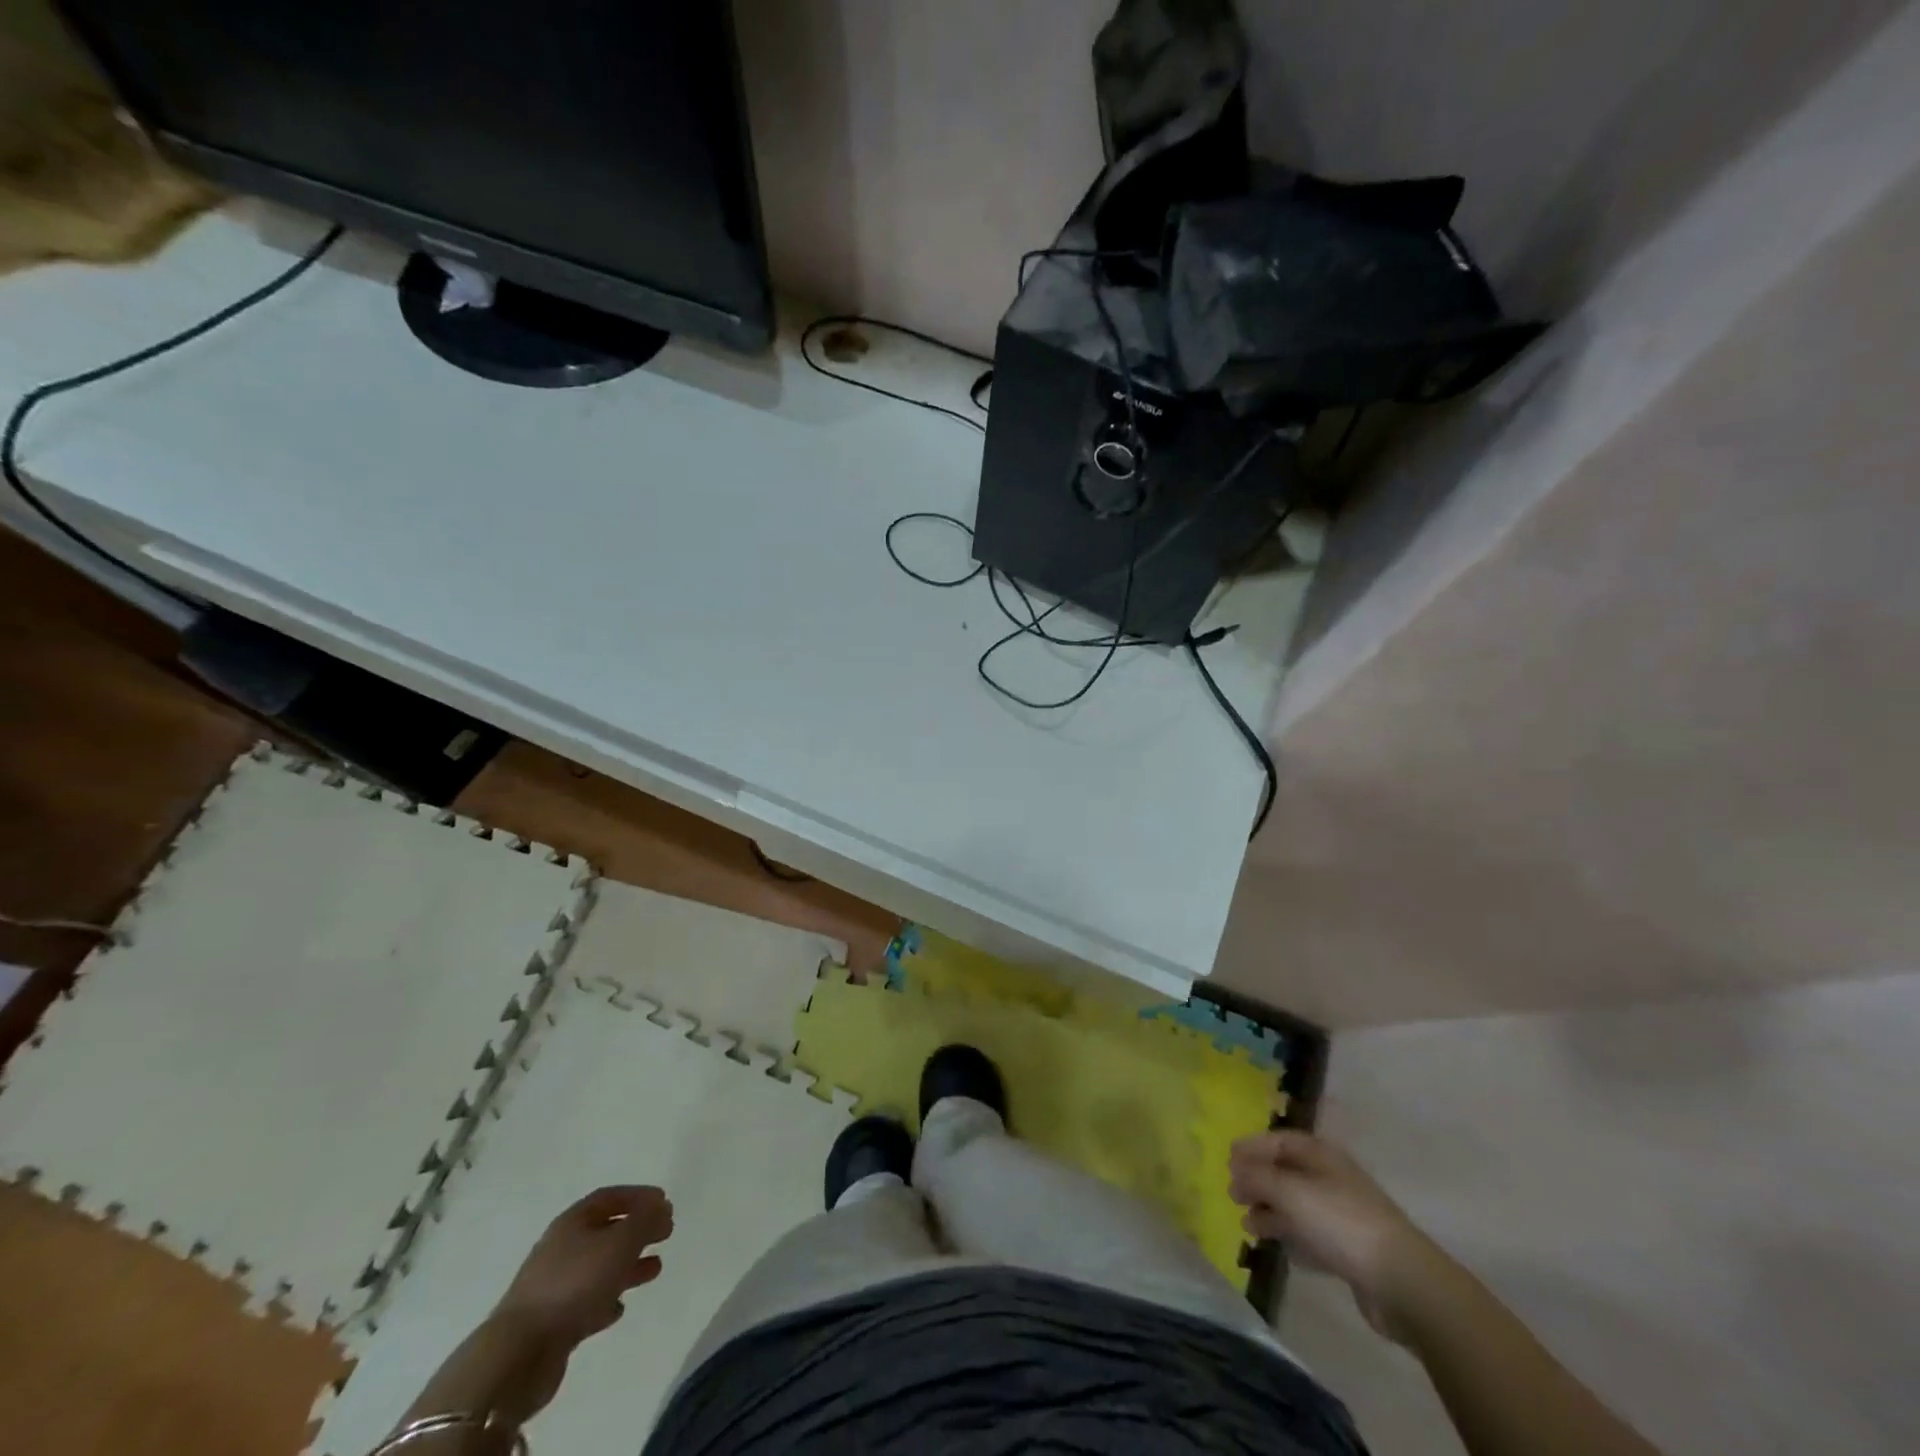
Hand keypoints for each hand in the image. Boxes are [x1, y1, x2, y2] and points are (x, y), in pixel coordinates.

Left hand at [495, 1185, 674, 1345]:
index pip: (610, 1197)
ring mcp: (555, 1287)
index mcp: (573, 1222)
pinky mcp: (553, 1322)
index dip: (638, 1196)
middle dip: (638, 1230)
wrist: (519, 1354)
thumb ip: (645, 1221)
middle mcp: (562, 1248)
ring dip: (629, 1265)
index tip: (664, 1201)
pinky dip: (606, 1300)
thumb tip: (661, 1207)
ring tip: (656, 1269)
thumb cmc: (574, 1284)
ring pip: (599, 1267)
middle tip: (666, 1233)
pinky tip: (619, 1308)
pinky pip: (586, 1302)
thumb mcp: (620, 1243)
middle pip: (606, 1231)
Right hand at [1229, 1131, 1432, 1341]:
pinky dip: (1291, 1236)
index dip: (1252, 1147)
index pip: (1279, 1140)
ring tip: (1248, 1225)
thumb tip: (1234, 1168)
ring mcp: (1342, 1214)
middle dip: (1258, 1181)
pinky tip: (1277, 1247)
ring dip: (1270, 1211)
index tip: (1227, 1160)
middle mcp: (1331, 1178)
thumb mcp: (1290, 1192)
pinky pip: (1311, 1234)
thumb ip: (1257, 1176)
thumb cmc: (1340, 1222)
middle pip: (1286, 1172)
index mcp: (1321, 1155)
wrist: (1401, 1282)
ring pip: (1297, 1205)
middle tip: (1233, 1195)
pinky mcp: (1349, 1250)